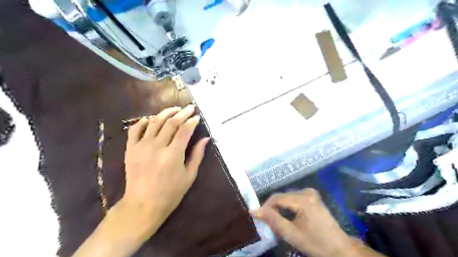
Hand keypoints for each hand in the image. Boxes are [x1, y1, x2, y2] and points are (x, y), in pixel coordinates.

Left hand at [121, 105, 208, 227]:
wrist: (142, 205)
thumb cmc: (170, 193)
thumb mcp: (189, 175)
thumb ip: (197, 155)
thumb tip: (205, 139)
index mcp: (173, 155)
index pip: (184, 130)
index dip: (192, 121)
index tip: (197, 117)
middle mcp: (157, 147)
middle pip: (171, 122)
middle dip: (182, 113)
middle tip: (189, 108)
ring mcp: (141, 147)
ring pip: (154, 122)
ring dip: (165, 113)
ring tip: (174, 109)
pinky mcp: (130, 149)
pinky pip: (135, 129)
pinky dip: (143, 121)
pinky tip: (151, 119)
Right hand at [252, 189, 359, 256]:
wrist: (340, 250)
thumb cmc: (316, 243)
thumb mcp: (292, 234)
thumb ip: (273, 220)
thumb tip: (254, 210)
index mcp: (303, 199)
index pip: (277, 198)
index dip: (265, 207)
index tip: (259, 217)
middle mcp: (306, 192)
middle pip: (282, 197)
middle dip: (274, 209)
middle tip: (270, 224)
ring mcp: (311, 194)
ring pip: (287, 198)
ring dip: (281, 209)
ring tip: (278, 223)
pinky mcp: (313, 198)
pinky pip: (295, 199)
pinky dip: (288, 208)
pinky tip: (289, 219)